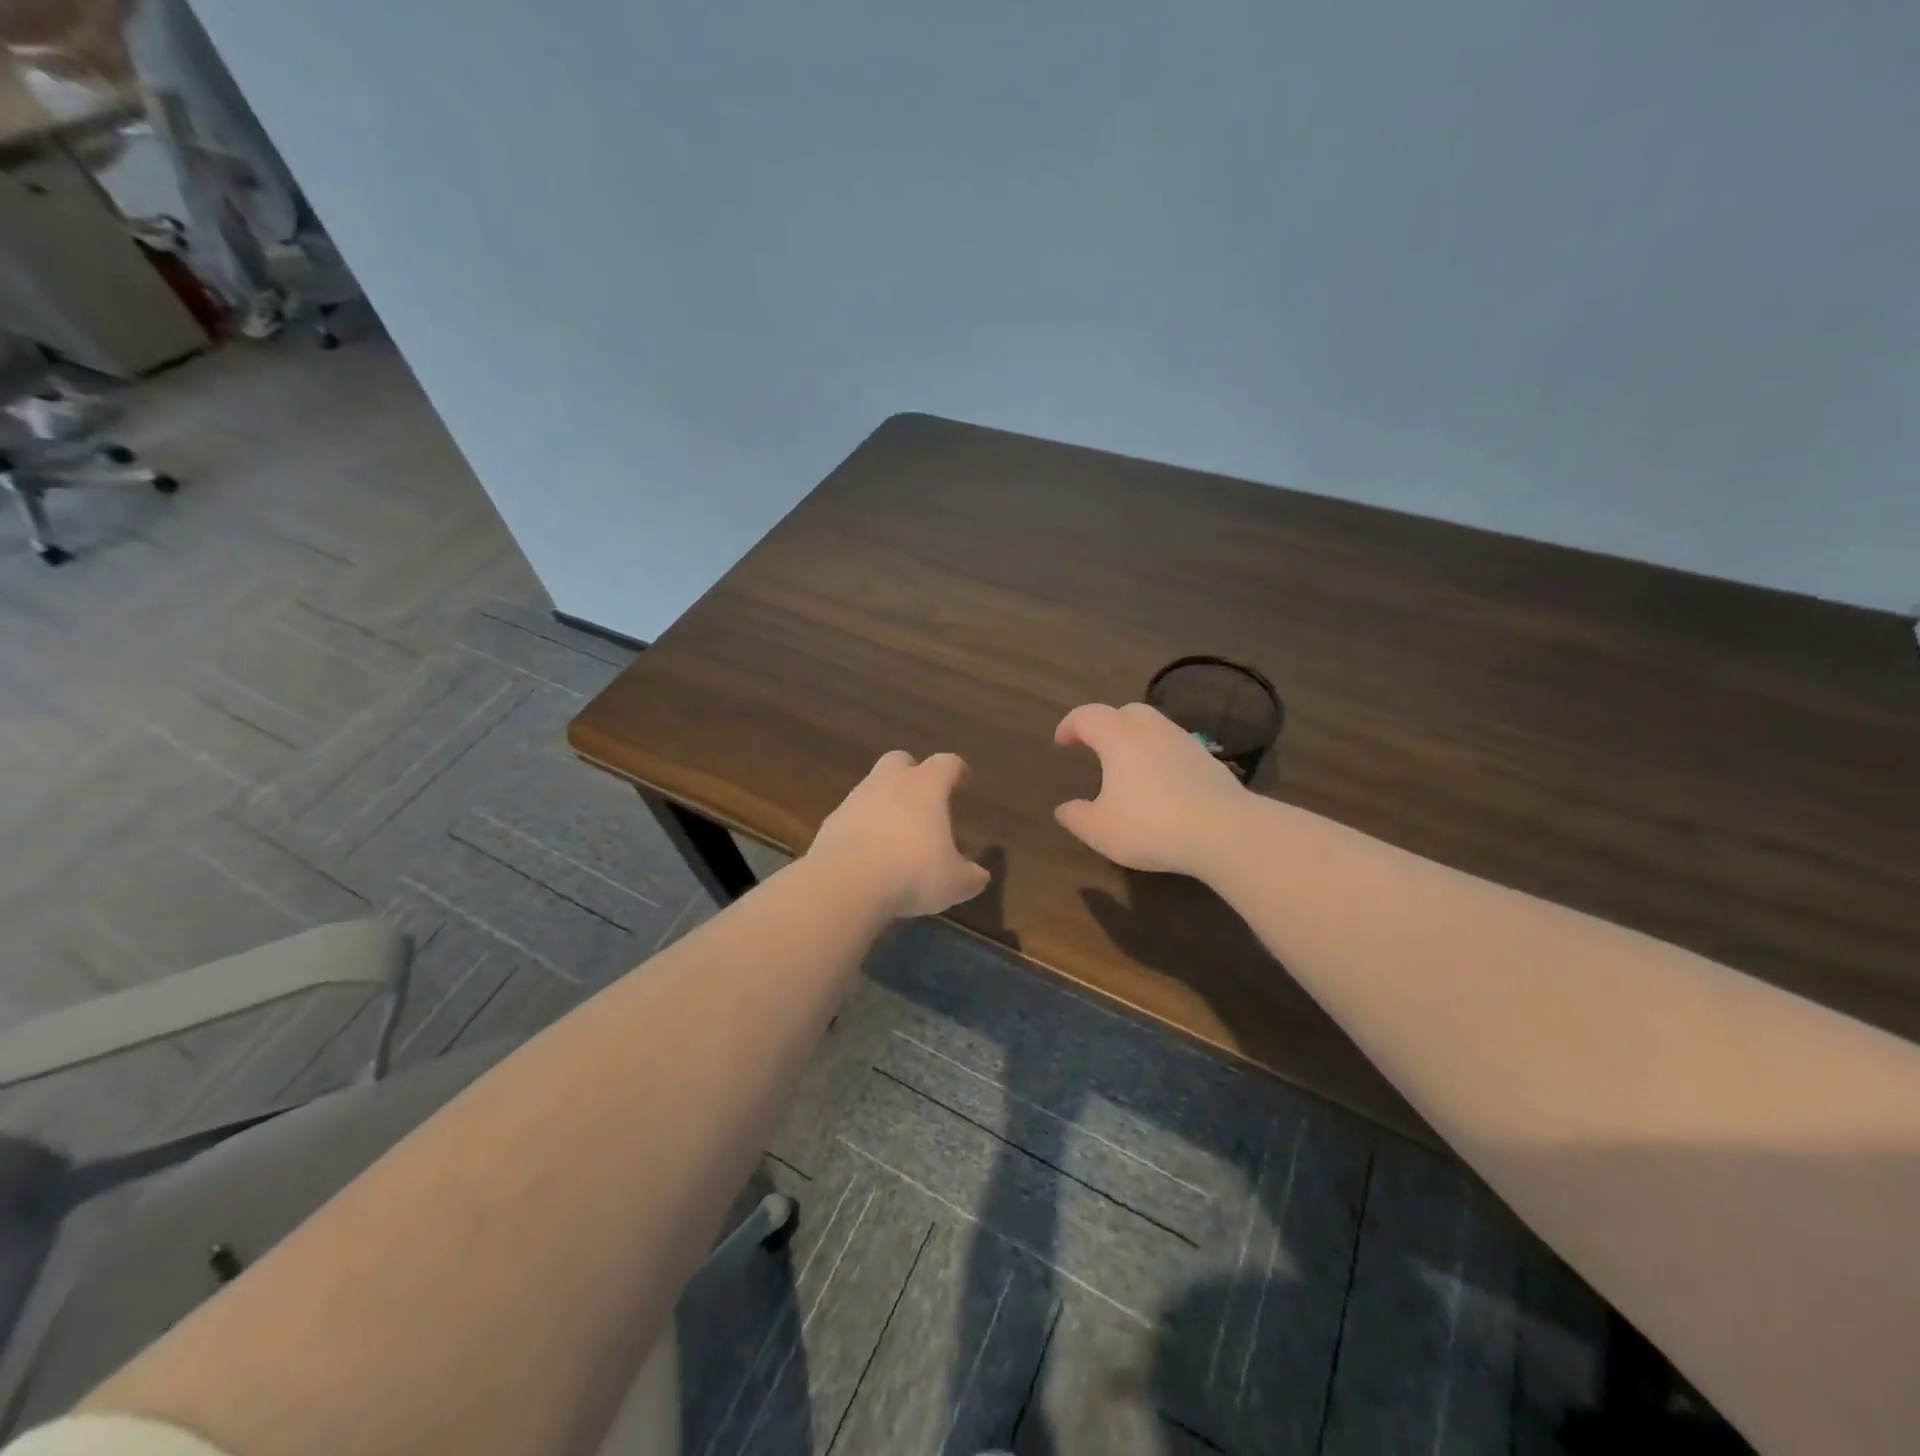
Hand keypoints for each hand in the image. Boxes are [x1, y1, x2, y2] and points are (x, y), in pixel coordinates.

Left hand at [807, 751, 991, 917]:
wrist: (846, 883)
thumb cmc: (912, 873)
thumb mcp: (954, 883)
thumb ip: (970, 876)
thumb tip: (980, 876)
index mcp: (925, 787)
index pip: (946, 763)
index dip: (956, 769)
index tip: (962, 778)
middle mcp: (889, 783)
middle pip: (900, 760)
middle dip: (912, 772)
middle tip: (922, 796)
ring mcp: (855, 799)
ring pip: (872, 787)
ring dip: (884, 801)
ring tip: (895, 831)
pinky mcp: (831, 821)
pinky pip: (851, 815)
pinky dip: (861, 826)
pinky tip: (868, 851)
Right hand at [1053, 702, 1250, 877]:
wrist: (1224, 832)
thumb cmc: (1151, 826)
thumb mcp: (1100, 830)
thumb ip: (1076, 817)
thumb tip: (1064, 809)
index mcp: (1118, 738)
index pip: (1088, 716)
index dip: (1070, 725)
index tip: (1061, 742)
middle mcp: (1151, 730)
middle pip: (1126, 711)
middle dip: (1107, 724)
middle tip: (1096, 747)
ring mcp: (1184, 742)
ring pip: (1154, 727)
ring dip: (1136, 739)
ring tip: (1128, 767)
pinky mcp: (1208, 760)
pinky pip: (1175, 747)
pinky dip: (1160, 756)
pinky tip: (1160, 783)